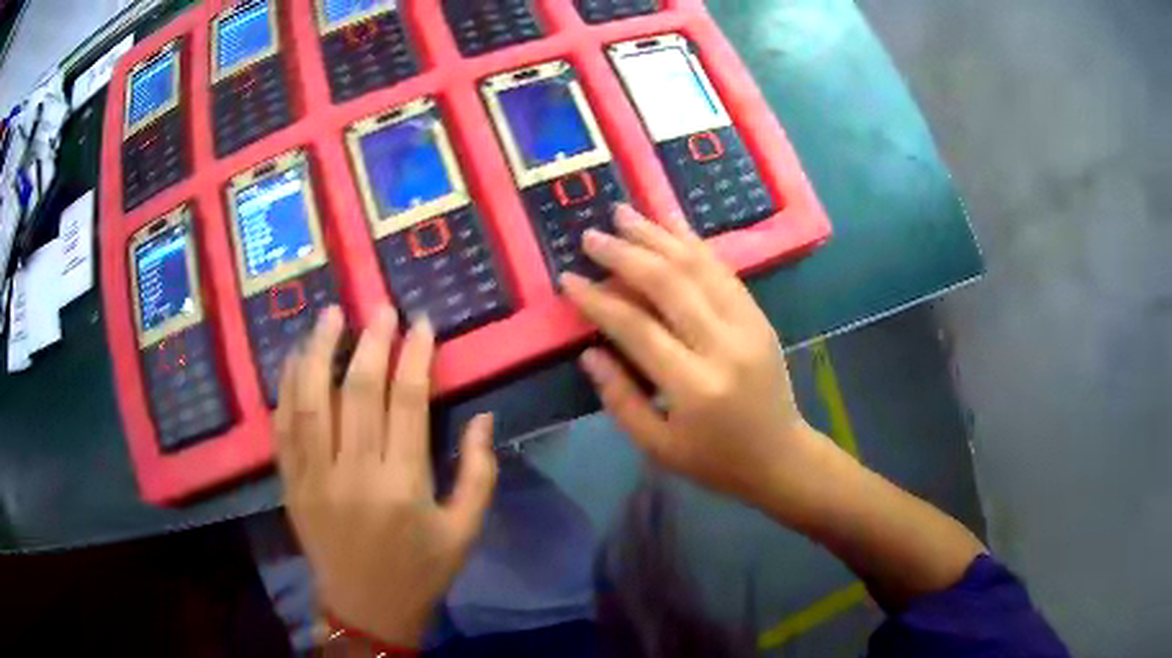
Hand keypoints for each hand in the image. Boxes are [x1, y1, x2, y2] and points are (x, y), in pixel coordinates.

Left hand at [274, 306, 497, 647]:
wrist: (366, 609)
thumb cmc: (421, 571)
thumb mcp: (464, 531)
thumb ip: (479, 473)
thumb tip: (485, 416)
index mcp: (403, 486)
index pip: (407, 402)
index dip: (415, 356)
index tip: (420, 323)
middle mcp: (355, 474)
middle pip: (358, 391)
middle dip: (371, 341)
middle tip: (379, 308)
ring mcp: (314, 477)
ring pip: (311, 400)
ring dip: (319, 351)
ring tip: (329, 315)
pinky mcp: (291, 484)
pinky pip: (283, 426)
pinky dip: (286, 387)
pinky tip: (294, 358)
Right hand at [562, 205, 819, 508]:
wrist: (780, 456)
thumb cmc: (715, 460)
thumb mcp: (658, 446)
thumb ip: (621, 398)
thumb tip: (589, 351)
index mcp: (695, 386)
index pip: (637, 329)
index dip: (599, 300)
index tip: (568, 278)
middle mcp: (724, 346)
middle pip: (670, 284)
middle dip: (626, 254)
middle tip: (592, 235)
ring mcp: (748, 325)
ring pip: (699, 266)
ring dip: (658, 235)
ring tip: (625, 213)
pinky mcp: (759, 316)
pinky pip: (723, 270)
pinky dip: (694, 243)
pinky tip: (672, 224)